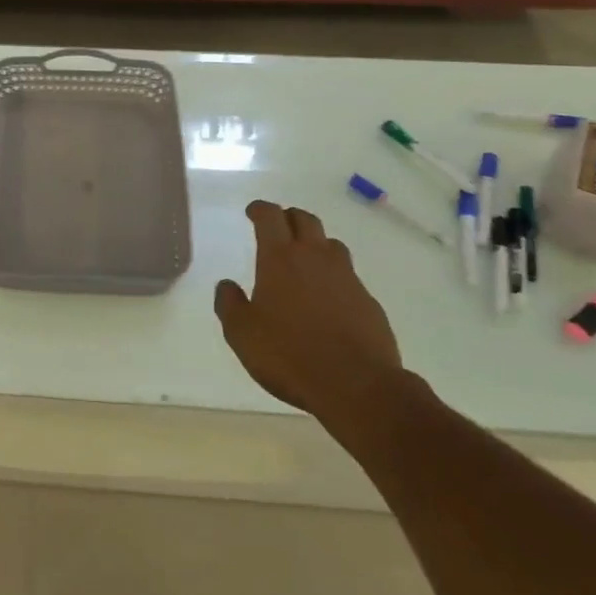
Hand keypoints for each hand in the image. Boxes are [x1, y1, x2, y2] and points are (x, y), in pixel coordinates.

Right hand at [214, 200, 404, 434]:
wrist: (357, 385)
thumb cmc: (289, 354)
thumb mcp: (241, 333)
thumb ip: (229, 304)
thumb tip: (227, 285)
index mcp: (280, 259)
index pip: (270, 217)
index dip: (260, 209)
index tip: (252, 212)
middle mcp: (315, 258)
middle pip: (305, 220)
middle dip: (289, 217)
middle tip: (278, 227)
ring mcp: (347, 278)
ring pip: (331, 244)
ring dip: (315, 243)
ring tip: (304, 259)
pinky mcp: (368, 301)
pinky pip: (348, 276)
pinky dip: (334, 277)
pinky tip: (327, 298)